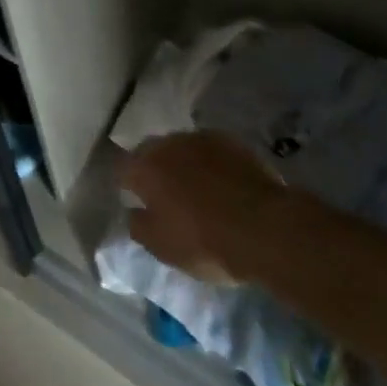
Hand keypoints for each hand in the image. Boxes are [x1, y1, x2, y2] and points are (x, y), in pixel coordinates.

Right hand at [119, 133, 286, 284]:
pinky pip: (210, 149)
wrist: (263, 227)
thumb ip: (138, 225)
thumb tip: (133, 211)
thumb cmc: (204, 241)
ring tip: (195, 186)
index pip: (123, 169)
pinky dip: (209, 161)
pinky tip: (221, 181)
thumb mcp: (161, 247)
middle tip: (164, 193)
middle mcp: (169, 143)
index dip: (127, 184)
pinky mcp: (231, 141)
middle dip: (154, 168)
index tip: (135, 199)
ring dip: (182, 162)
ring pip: (181, 146)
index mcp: (145, 168)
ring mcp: (201, 138)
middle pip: (151, 151)